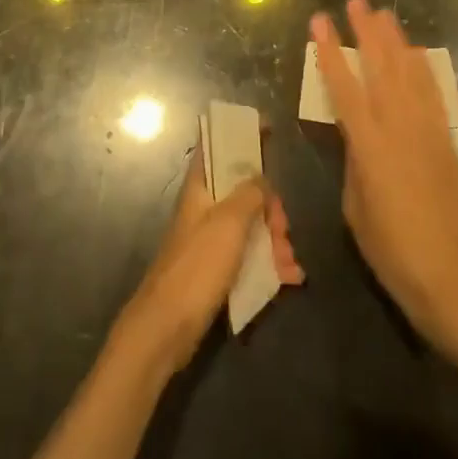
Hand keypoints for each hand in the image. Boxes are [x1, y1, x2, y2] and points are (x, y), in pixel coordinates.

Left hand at [117, 134, 304, 373]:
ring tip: (289, 262)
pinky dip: (270, 263)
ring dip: (275, 239)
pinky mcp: (217, 271)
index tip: (268, 129)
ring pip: (251, 226)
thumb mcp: (229, 222)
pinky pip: (250, 257)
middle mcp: (205, 208)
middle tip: (283, 227)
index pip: (217, 146)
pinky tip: (290, 277)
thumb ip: (250, 193)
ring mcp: (211, 241)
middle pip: (244, 191)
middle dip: (270, 206)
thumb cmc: (197, 266)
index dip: (239, 134)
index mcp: (201, 188)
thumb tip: (261, 177)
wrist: (167, 329)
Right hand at [312, 0, 457, 353]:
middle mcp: (398, 127)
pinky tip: (415, 53)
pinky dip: (422, 68)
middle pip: (381, 67)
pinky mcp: (445, 139)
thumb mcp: (354, 203)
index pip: (343, 86)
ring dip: (396, 41)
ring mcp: (426, 130)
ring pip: (409, 73)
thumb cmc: (388, 246)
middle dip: (366, 31)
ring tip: (384, 14)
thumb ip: (354, 158)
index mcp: (368, 145)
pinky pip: (432, 93)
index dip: (330, 50)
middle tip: (357, 3)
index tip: (320, 20)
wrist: (446, 273)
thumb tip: (358, 134)